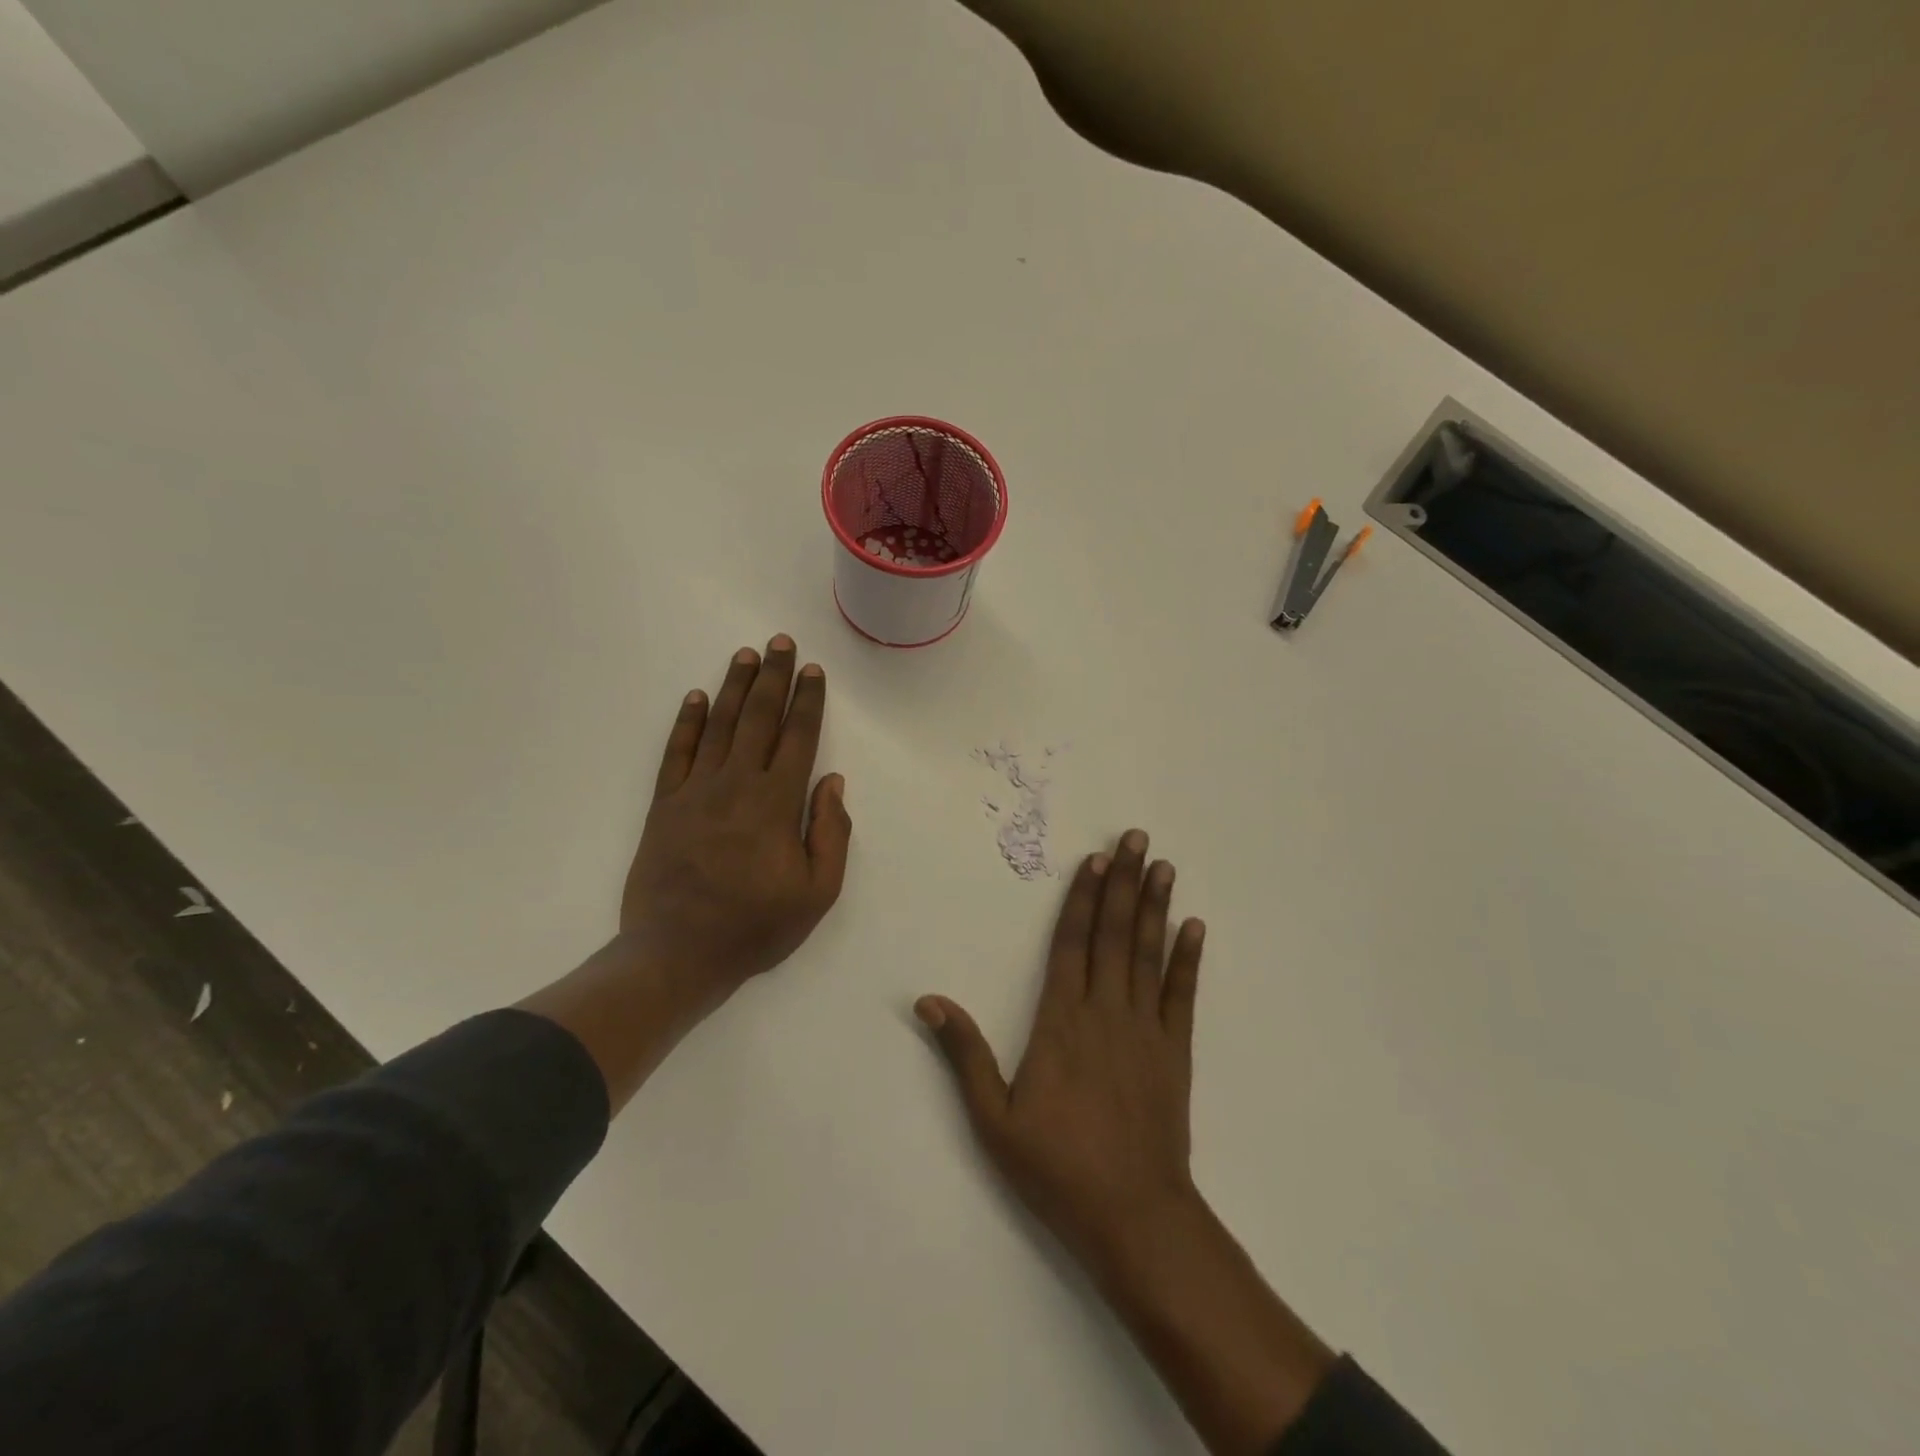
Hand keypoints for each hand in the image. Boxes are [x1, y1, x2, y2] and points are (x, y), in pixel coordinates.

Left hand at [622, 635, 852, 1003]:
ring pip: (719, 726)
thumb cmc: (755, 927)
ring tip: (746, 655)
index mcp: (776, 804)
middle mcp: (736, 785)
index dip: (807, 701)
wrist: (676, 954)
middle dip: (773, 678)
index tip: (813, 671)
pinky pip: (676, 753)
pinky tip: (697, 698)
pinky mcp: (663, 805)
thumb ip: (830, 832)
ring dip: (735, 688)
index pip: (797, 738)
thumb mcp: (817, 892)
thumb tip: (831, 781)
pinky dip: (687, 723)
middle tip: (780, 643)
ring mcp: (695, 792)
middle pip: (759, 719)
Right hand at [915, 828, 1204, 1275]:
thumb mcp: (993, 1117)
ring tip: (1164, 867)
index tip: (1096, 860)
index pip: (1071, 943)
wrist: (1133, 1215)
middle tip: (1137, 839)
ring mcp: (1144, 1029)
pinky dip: (1188, 959)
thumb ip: (965, 1054)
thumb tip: (928, 1002)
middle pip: (1114, 934)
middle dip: (1125, 883)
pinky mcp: (1174, 1051)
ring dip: (1156, 907)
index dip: (1083, 898)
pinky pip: (1181, 995)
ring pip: (1148, 954)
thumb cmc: (1057, 1166)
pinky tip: (1193, 928)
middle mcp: (1105, 1011)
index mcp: (1060, 1020)